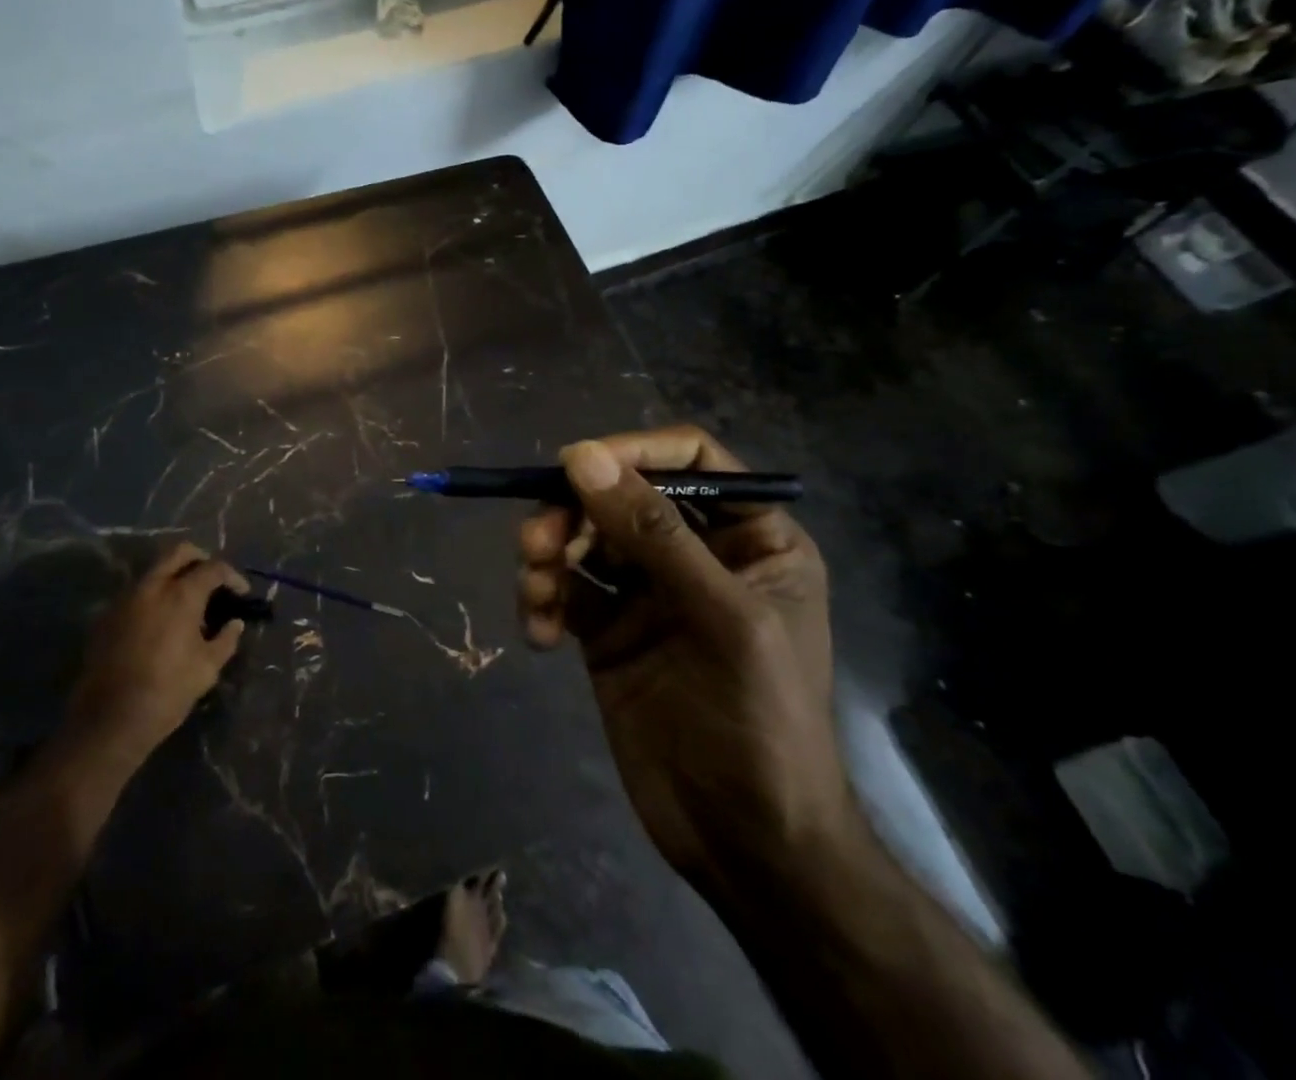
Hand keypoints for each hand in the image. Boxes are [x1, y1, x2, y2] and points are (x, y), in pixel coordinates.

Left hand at [66, 543, 247, 763]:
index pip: (214, 568)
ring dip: (174, 576)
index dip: (232, 576)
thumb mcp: (207, 669)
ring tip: (187, 602)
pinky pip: (136, 593)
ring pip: (154, 570)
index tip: (241, 592)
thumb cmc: (167, 692)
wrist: (109, 720)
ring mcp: (125, 599)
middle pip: (179, 552)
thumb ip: (225, 639)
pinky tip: (161, 622)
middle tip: (212, 581)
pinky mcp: (107, 616)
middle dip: (200, 559)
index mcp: (181, 595)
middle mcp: (152, 586)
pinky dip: (154, 596)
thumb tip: (235, 623)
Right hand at [517, 427, 852, 893]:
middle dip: (575, 512)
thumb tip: (581, 456)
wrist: (747, 845)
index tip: (576, 464)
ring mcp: (648, 593)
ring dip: (549, 553)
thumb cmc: (760, 722)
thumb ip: (652, 532)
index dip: (634, 451)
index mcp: (750, 537)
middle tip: (538, 542)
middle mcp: (697, 554)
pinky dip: (543, 600)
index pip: (690, 459)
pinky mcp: (609, 631)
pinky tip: (538, 633)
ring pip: (584, 538)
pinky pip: (565, 590)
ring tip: (535, 590)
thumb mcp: (720, 617)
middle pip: (622, 495)